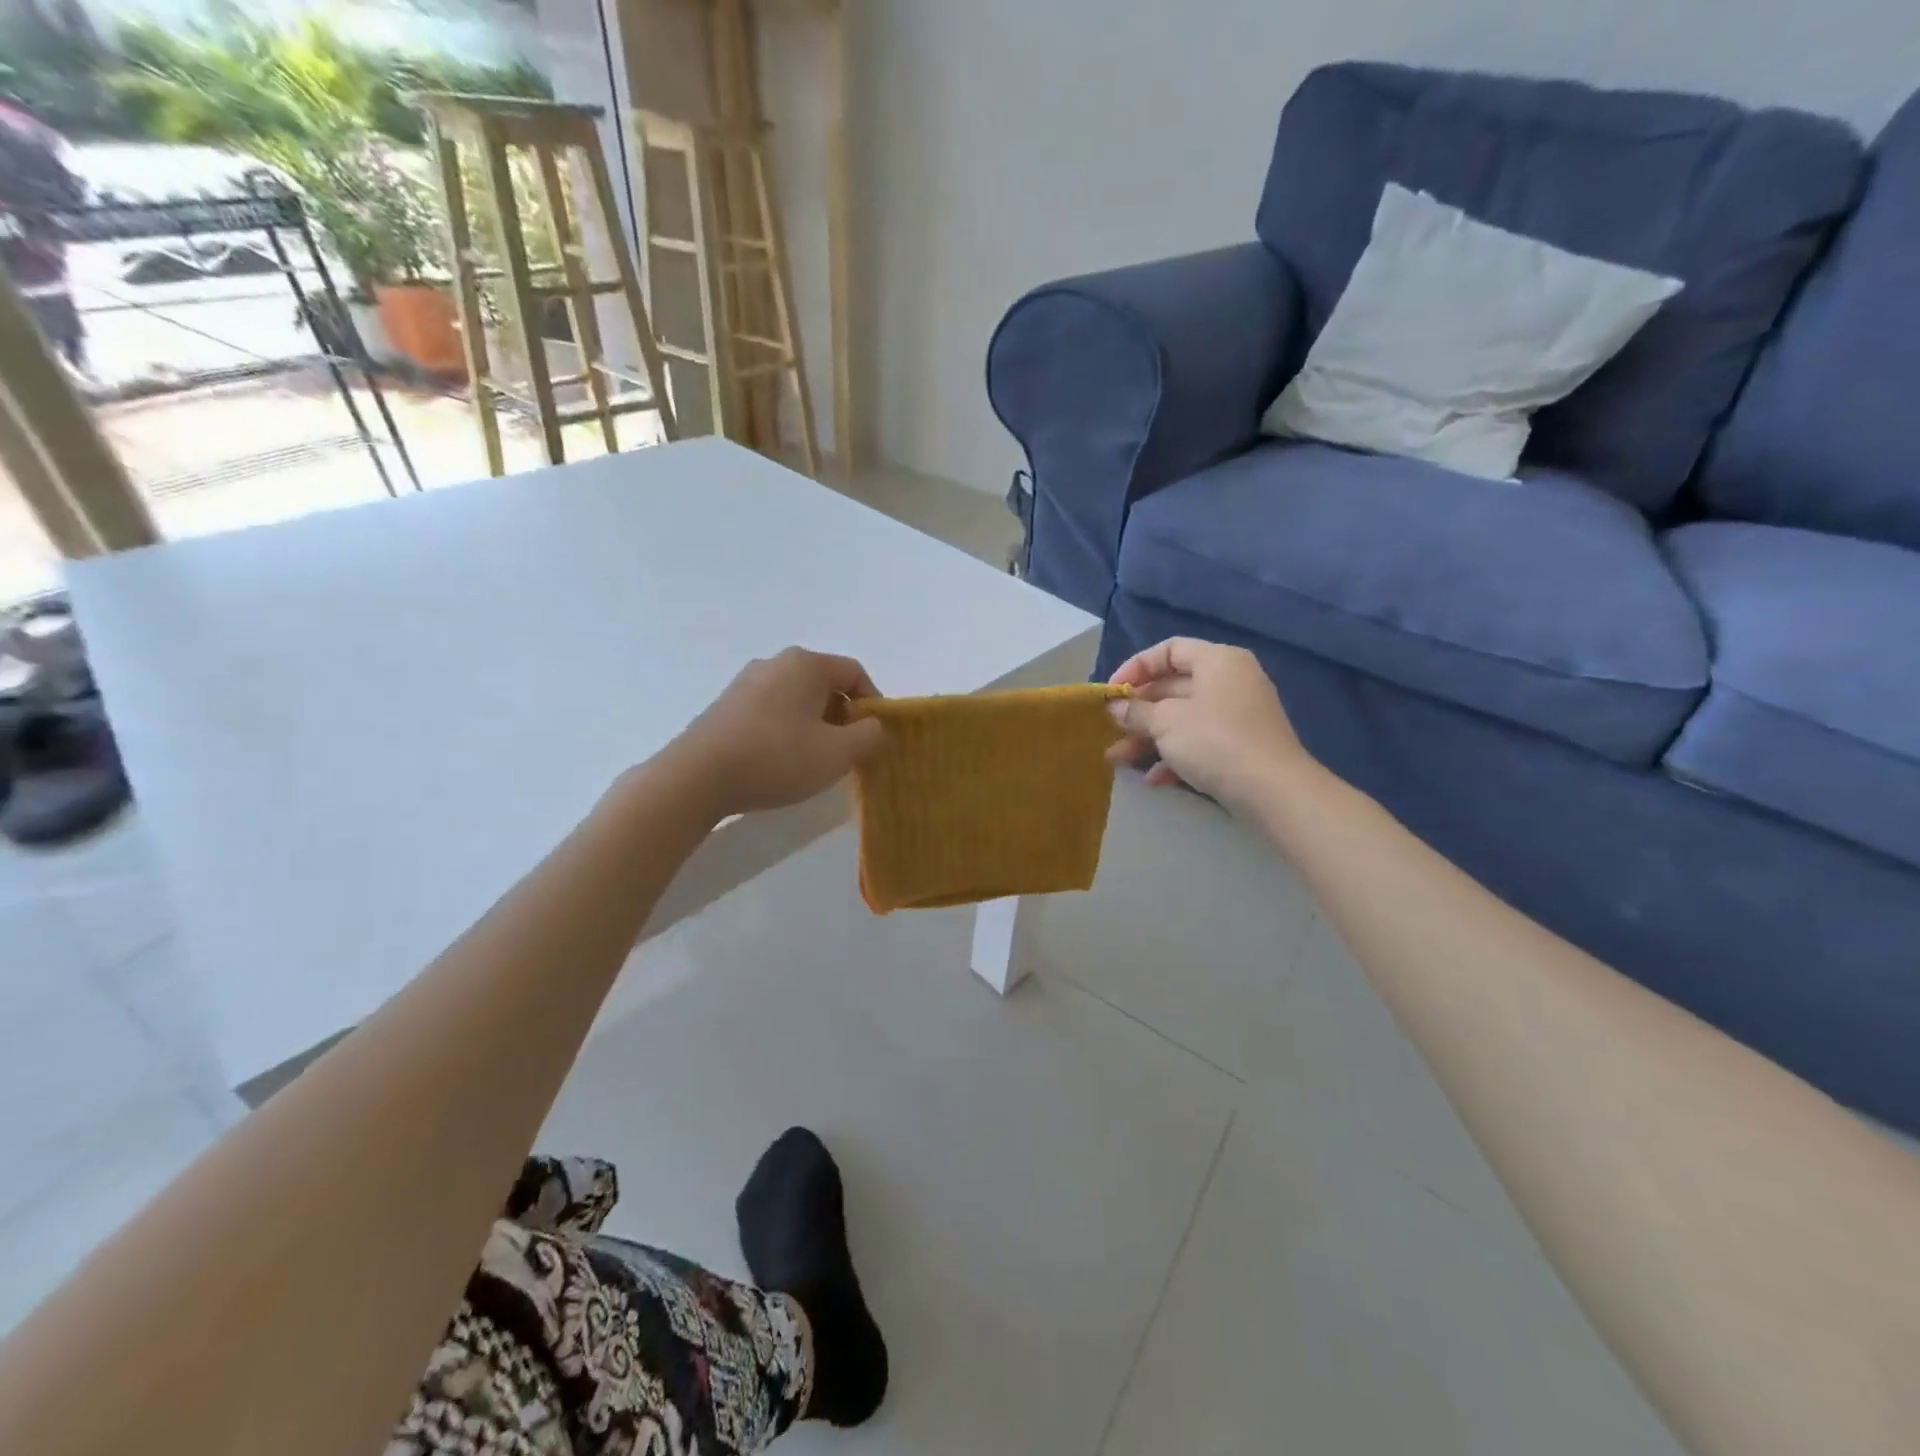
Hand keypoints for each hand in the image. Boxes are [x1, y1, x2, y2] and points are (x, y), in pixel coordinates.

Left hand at [672, 648, 885, 815]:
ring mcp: (745, 683)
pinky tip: (780, 763)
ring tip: (813, 762)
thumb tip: (875, 727)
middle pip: (825, 685)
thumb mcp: (838, 753)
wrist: (696, 778)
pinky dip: (786, 732)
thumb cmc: (776, 758)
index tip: (874, 737)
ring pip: (797, 700)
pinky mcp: (726, 707)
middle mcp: (775, 663)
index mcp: (806, 664)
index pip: (855, 673)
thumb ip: (870, 736)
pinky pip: (771, 712)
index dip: (873, 704)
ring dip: (815, 727)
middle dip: (844, 717)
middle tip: (847, 752)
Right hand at [1106, 638, 1311, 812]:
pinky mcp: (1242, 747)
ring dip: (1148, 738)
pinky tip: (1154, 779)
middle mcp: (1231, 681)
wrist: (1273, 791)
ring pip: (1183, 719)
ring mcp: (1238, 715)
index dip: (1136, 667)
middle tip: (1110, 729)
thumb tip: (1115, 707)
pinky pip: (1200, 743)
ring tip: (1118, 760)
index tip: (1112, 692)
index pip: (1169, 650)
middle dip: (1138, 711)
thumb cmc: (1214, 741)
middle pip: (1174, 686)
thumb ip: (1136, 711)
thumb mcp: (1165, 722)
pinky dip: (1175, 756)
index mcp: (1218, 661)